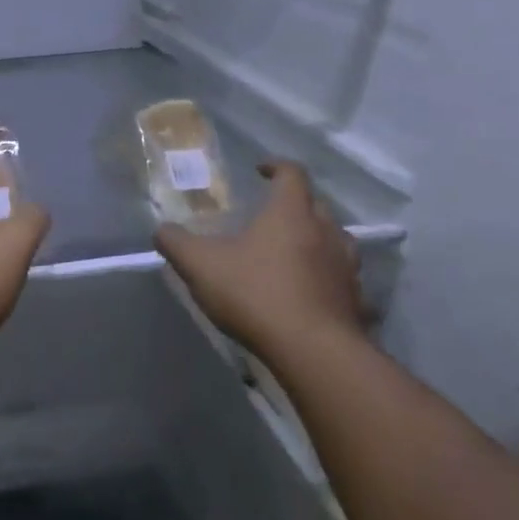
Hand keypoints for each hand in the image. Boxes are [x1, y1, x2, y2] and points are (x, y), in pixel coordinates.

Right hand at [155, 161, 363, 354]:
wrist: (314, 353)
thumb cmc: (256, 294)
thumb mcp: (200, 265)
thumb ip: (176, 243)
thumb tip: (162, 230)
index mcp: (291, 214)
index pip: (292, 174)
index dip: (276, 166)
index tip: (260, 170)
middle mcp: (326, 232)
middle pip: (317, 206)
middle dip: (296, 205)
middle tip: (271, 215)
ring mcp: (346, 269)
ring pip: (336, 242)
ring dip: (317, 241)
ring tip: (294, 253)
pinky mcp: (356, 303)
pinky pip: (343, 282)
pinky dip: (329, 281)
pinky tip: (312, 295)